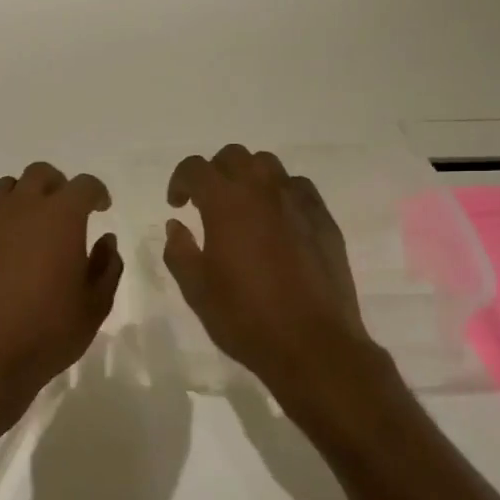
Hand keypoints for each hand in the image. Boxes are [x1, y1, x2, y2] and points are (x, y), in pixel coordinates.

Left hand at [0, 162, 122, 420]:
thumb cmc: (49, 332)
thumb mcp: (95, 306)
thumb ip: (107, 266)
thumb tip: (105, 241)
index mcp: (62, 217)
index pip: (84, 185)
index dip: (97, 193)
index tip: (101, 209)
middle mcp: (23, 208)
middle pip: (41, 174)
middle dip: (58, 186)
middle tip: (66, 212)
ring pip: (7, 187)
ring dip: (24, 197)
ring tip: (31, 225)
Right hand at [164, 144, 376, 390]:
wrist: (312, 344)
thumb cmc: (245, 318)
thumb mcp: (197, 290)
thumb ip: (180, 251)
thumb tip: (176, 225)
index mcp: (226, 204)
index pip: (196, 168)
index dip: (180, 180)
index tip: (177, 204)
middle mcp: (263, 191)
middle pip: (234, 156)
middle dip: (214, 172)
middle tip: (206, 203)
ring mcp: (298, 202)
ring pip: (269, 165)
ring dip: (248, 177)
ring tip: (242, 208)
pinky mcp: (324, 219)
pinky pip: (298, 188)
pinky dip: (280, 193)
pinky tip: (276, 222)